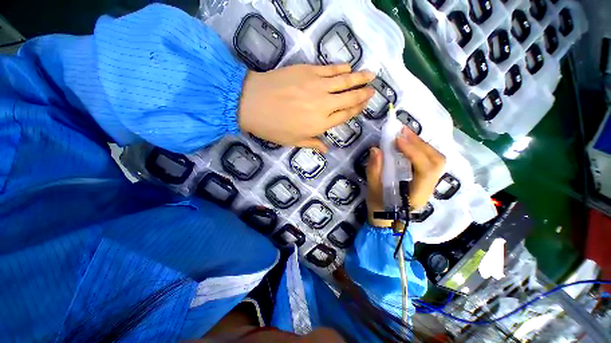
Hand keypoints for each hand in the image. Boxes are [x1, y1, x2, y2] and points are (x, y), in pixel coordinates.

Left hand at [238, 64, 374, 152]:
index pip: (344, 116)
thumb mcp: (293, 141)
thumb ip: (312, 143)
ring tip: (371, 75)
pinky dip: (342, 68)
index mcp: (321, 124)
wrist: (253, 103)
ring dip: (360, 78)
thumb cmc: (273, 127)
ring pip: (345, 81)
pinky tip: (349, 67)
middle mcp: (324, 105)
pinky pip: (330, 69)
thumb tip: (326, 150)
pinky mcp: (309, 71)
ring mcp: (318, 86)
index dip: (356, 110)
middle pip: (349, 99)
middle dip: (363, 94)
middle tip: (373, 90)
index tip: (364, 105)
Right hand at [365, 128, 445, 227]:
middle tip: (402, 132)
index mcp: (417, 195)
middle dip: (420, 144)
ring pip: (436, 159)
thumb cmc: (379, 207)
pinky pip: (429, 160)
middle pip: (436, 162)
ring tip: (405, 134)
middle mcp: (428, 188)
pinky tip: (408, 143)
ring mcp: (429, 183)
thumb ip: (374, 171)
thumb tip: (375, 149)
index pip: (425, 170)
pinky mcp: (425, 178)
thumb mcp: (372, 191)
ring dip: (421, 144)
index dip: (414, 152)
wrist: (388, 219)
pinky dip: (420, 148)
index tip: (397, 139)